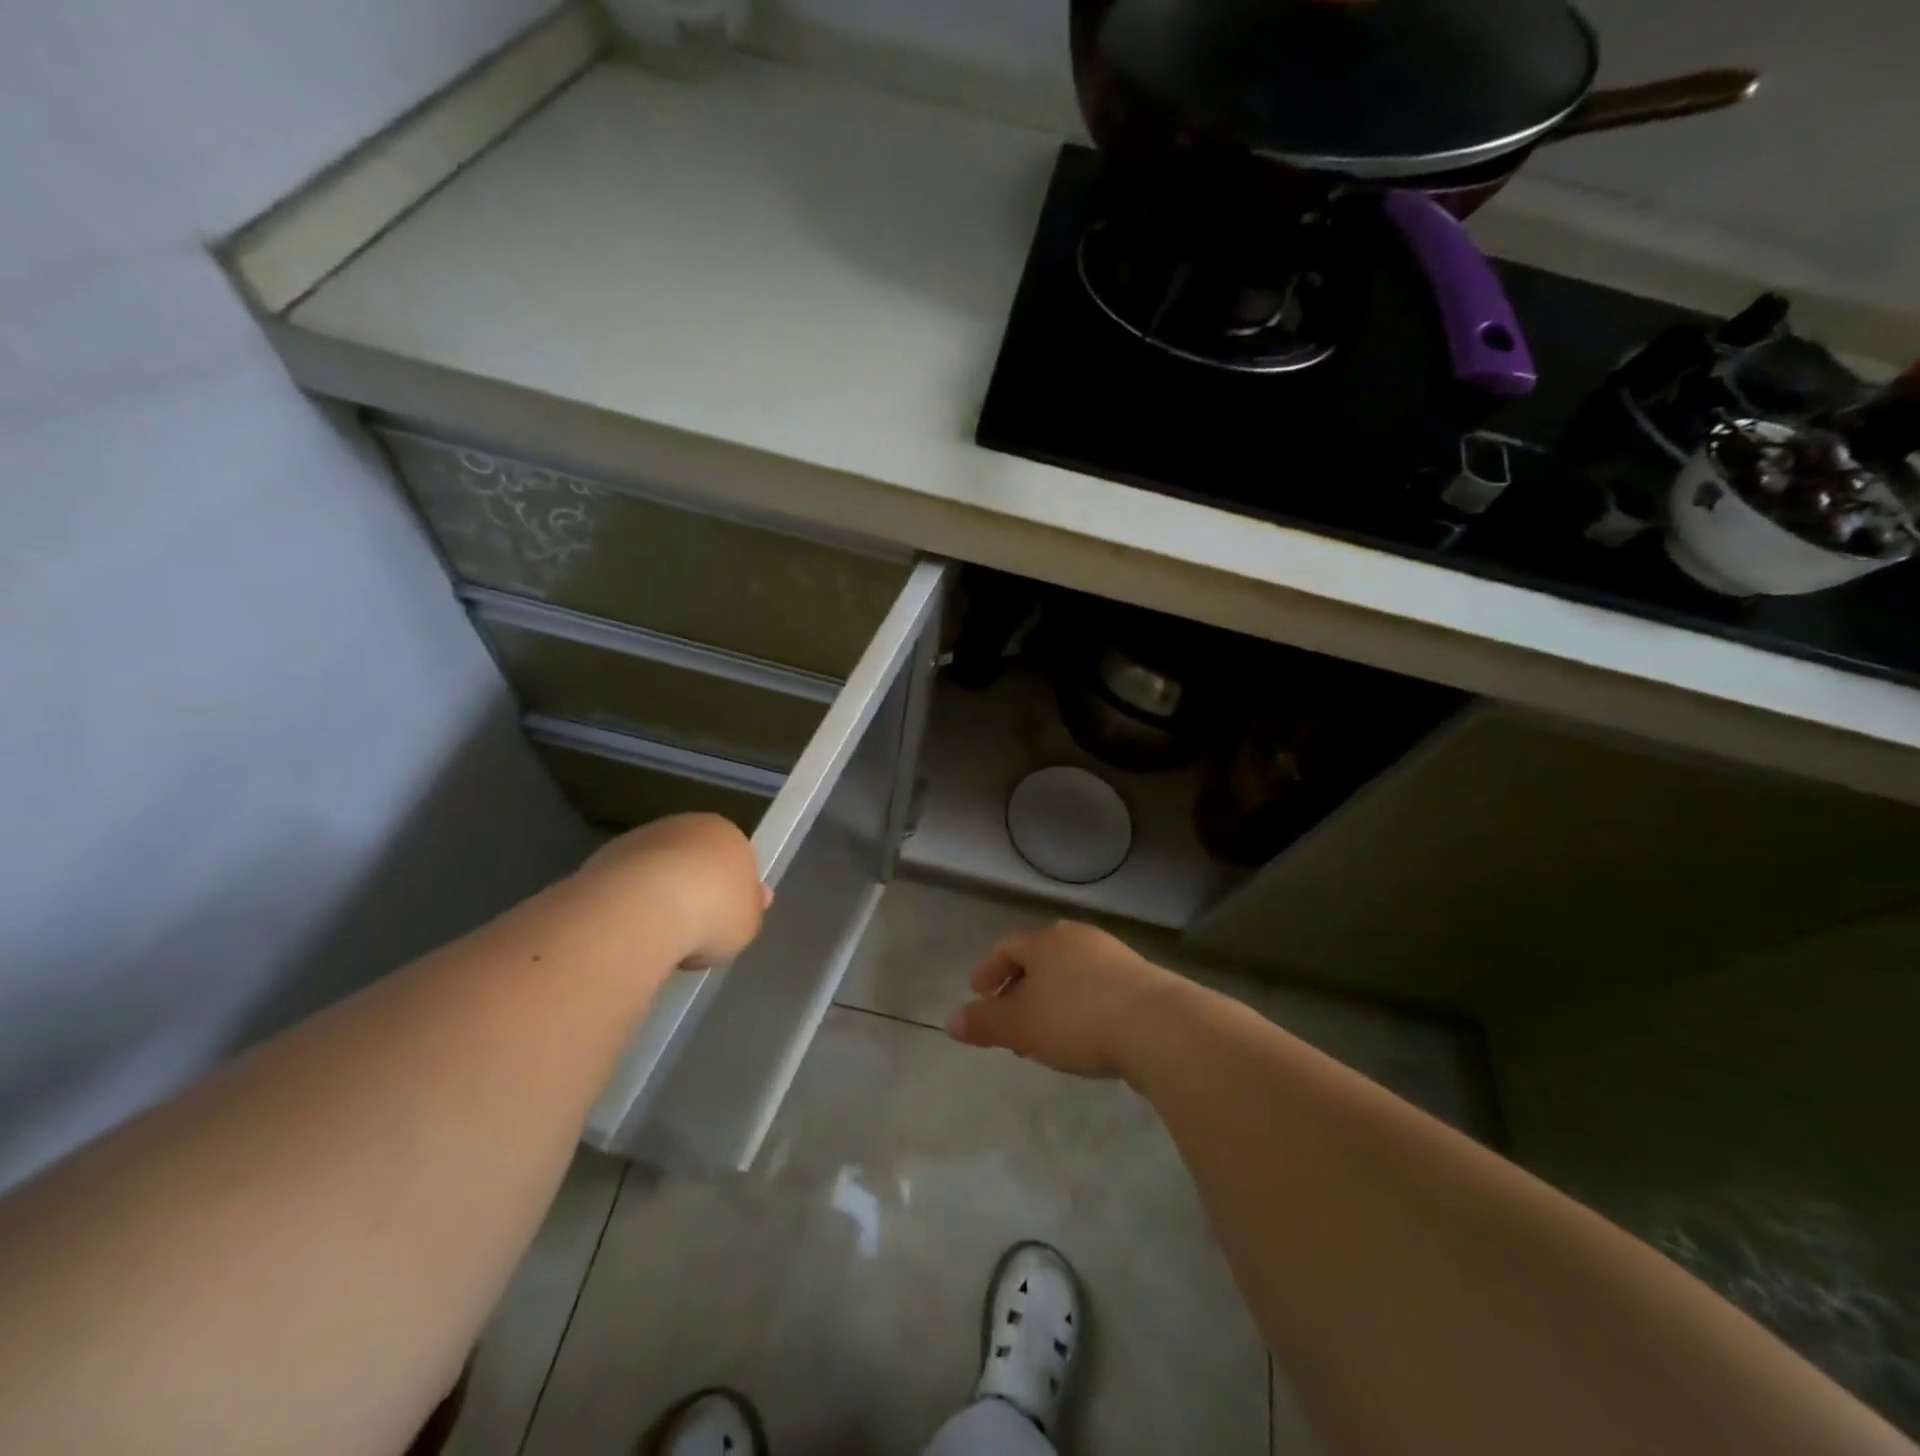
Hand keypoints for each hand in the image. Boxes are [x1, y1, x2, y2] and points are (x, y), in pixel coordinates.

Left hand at [577, 814, 770, 968]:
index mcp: (727, 833)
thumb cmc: (713, 912)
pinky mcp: (603, 859)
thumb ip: (751, 908)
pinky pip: (626, 886)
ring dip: (659, 897)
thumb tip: (758, 896)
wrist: (642, 909)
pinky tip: (630, 934)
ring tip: (659, 940)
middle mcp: (685, 826)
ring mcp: (641, 839)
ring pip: (657, 871)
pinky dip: (629, 906)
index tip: (726, 921)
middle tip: (694, 932)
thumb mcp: (748, 921)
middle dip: (694, 890)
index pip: (736, 857)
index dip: (732, 891)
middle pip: (695, 860)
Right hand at [945, 921, 1179, 1079]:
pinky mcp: (1142, 980)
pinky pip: (1097, 989)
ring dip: (1051, 1001)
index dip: (989, 970)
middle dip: (1020, 988)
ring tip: (1044, 1036)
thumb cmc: (1078, 1018)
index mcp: (1046, 940)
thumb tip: (950, 1021)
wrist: (1159, 1026)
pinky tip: (1084, 1038)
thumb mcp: (1021, 1025)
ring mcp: (1114, 956)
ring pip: (1069, 975)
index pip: (1008, 947)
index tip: (977, 993)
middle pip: (1040, 958)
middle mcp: (1079, 939)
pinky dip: (1080, 1008)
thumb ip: (984, 1022)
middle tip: (1009, 1020)